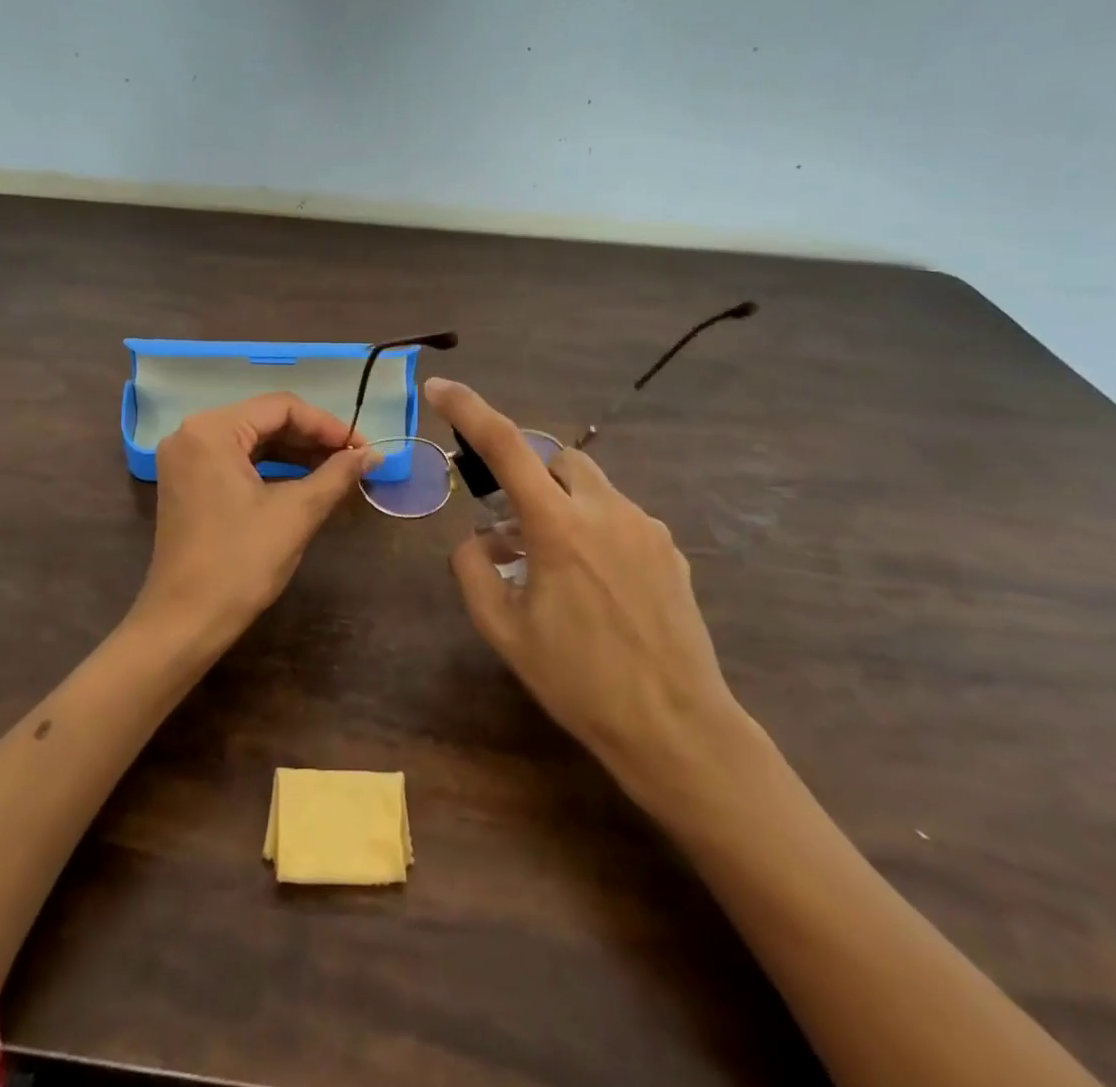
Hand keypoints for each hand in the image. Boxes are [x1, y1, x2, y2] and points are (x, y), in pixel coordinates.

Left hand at [135, 392, 374, 648]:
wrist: (185, 622)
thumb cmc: (240, 563)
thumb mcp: (296, 513)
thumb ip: (337, 474)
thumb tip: (373, 454)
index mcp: (212, 430)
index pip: (281, 407)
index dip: (328, 425)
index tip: (362, 448)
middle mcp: (192, 433)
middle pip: (265, 419)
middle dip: (312, 438)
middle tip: (354, 459)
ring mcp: (186, 458)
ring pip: (253, 440)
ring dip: (295, 453)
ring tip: (337, 470)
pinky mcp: (188, 482)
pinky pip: (237, 460)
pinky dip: (272, 468)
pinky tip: (304, 481)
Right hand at [424, 377, 756, 820]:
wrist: (676, 727)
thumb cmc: (579, 681)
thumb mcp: (504, 632)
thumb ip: (473, 572)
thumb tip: (475, 541)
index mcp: (558, 526)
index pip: (506, 445)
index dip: (468, 409)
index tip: (439, 387)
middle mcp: (606, 510)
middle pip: (555, 457)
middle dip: (526, 473)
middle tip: (508, 521)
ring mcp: (646, 526)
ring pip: (590, 486)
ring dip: (560, 503)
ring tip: (549, 562)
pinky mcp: (670, 548)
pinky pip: (619, 516)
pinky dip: (592, 527)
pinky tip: (592, 582)